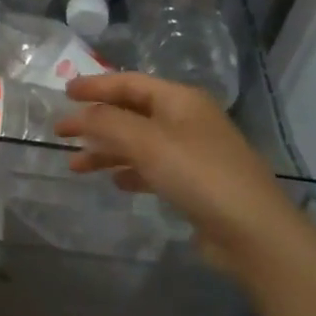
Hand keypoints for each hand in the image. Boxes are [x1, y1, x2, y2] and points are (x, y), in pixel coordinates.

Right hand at [57, 72, 294, 264]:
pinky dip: (130, 170)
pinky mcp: (196, 182)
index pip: (129, 83)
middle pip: (132, 112)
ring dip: (107, 150)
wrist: (253, 232)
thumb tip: (79, 113)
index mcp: (179, 100)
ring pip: (139, 142)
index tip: (64, 92)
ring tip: (76, 166)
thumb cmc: (198, 174)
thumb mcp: (147, 142)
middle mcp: (187, 119)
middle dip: (96, 121)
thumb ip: (107, 122)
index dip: (95, 85)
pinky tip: (115, 182)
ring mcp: (193, 152)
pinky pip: (152, 167)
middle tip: (61, 131)